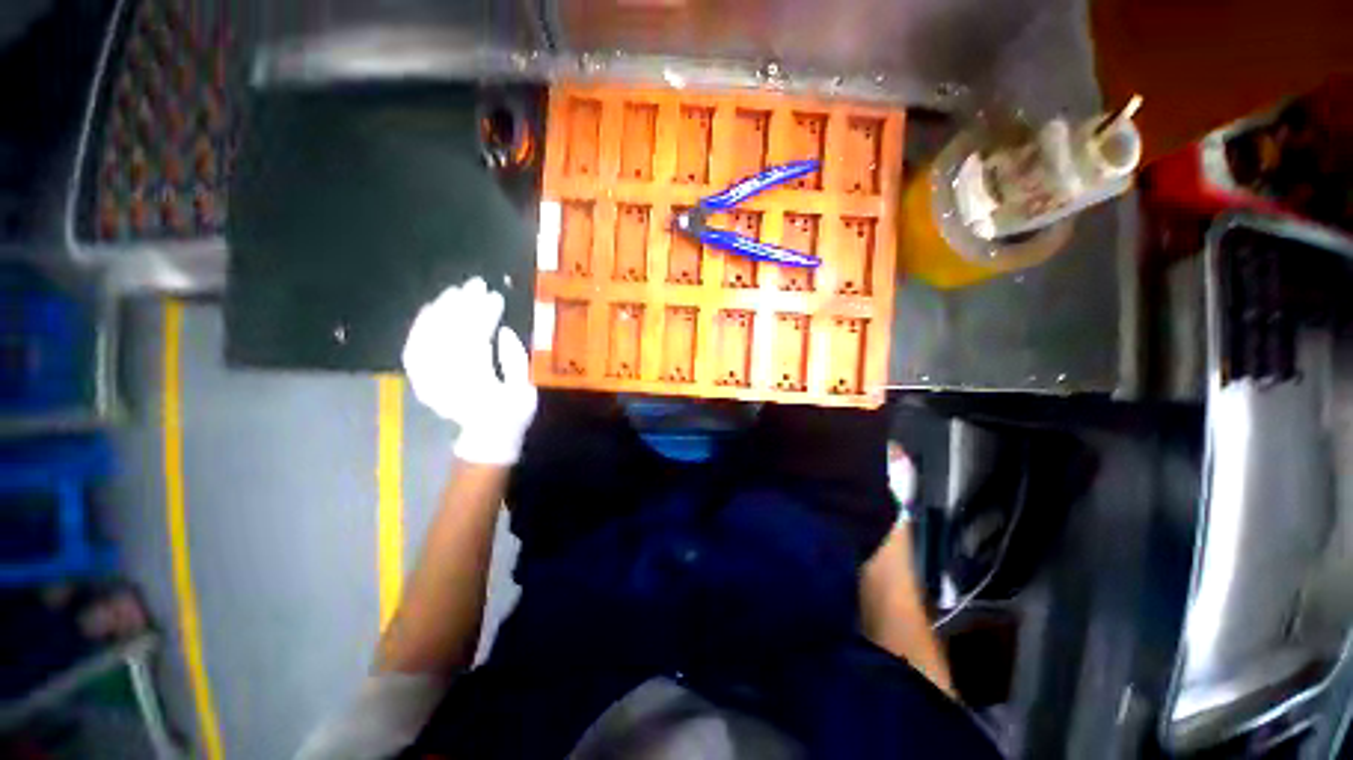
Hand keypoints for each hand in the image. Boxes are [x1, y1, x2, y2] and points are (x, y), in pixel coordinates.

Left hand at [402, 277, 537, 465]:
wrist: (485, 437)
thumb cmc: (512, 414)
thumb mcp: (526, 392)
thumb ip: (516, 362)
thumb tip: (504, 331)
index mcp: (477, 385)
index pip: (475, 341)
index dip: (484, 315)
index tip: (496, 296)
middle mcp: (447, 381)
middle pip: (450, 335)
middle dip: (463, 306)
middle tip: (477, 284)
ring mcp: (429, 380)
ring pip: (429, 337)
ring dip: (442, 311)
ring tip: (456, 291)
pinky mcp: (421, 378)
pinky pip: (414, 347)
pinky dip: (422, 327)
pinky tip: (432, 309)